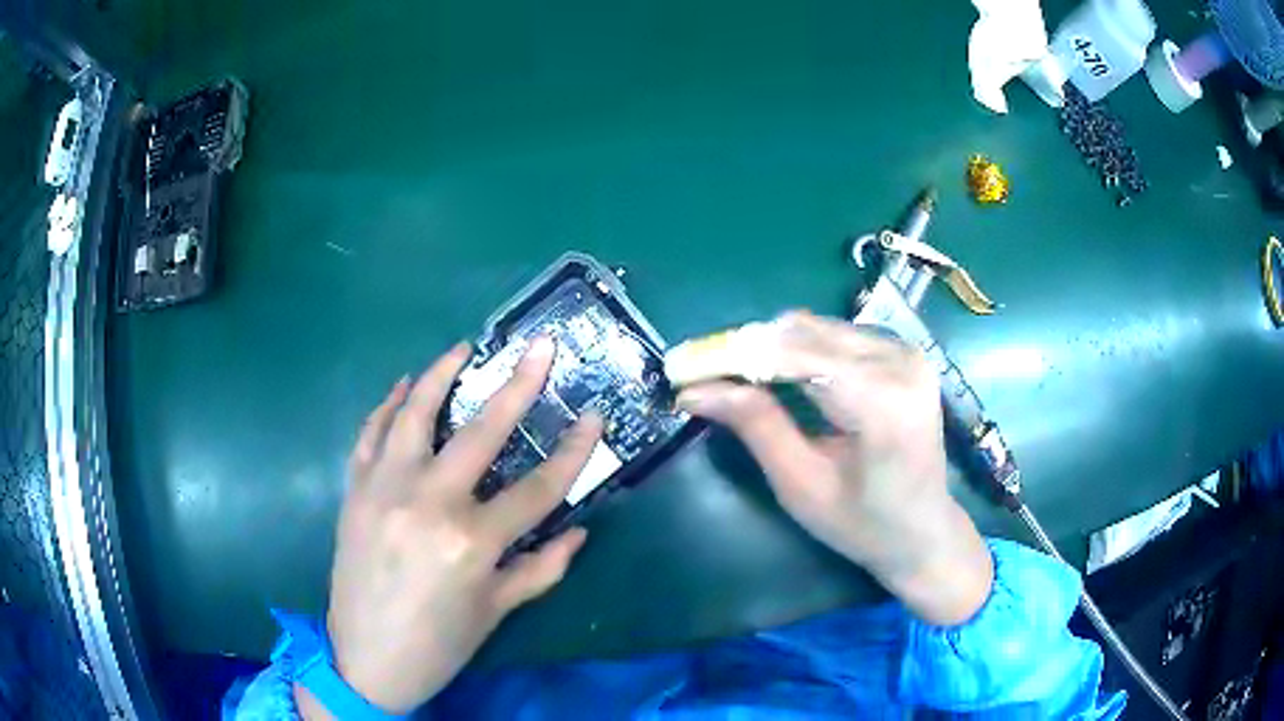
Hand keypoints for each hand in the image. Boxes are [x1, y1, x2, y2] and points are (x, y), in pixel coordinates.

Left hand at [298, 337, 600, 716]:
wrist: (366, 660)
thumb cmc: (439, 643)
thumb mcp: (497, 611)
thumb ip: (542, 567)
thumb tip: (578, 531)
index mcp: (471, 542)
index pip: (538, 488)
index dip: (574, 452)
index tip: (595, 418)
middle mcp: (427, 503)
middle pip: (481, 432)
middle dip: (518, 386)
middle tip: (539, 347)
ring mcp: (384, 490)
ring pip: (414, 415)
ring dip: (439, 375)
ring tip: (463, 348)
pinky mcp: (355, 491)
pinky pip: (371, 434)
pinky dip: (388, 405)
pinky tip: (404, 387)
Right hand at [676, 311, 991, 625]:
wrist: (924, 530)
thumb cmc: (863, 525)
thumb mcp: (802, 485)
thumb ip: (755, 426)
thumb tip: (694, 390)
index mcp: (882, 403)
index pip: (794, 355)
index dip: (733, 355)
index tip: (682, 368)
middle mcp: (900, 362)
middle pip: (804, 333)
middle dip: (746, 349)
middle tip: (702, 375)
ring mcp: (906, 352)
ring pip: (817, 328)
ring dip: (770, 347)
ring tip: (732, 376)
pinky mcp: (903, 352)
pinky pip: (837, 336)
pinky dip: (799, 349)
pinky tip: (776, 374)